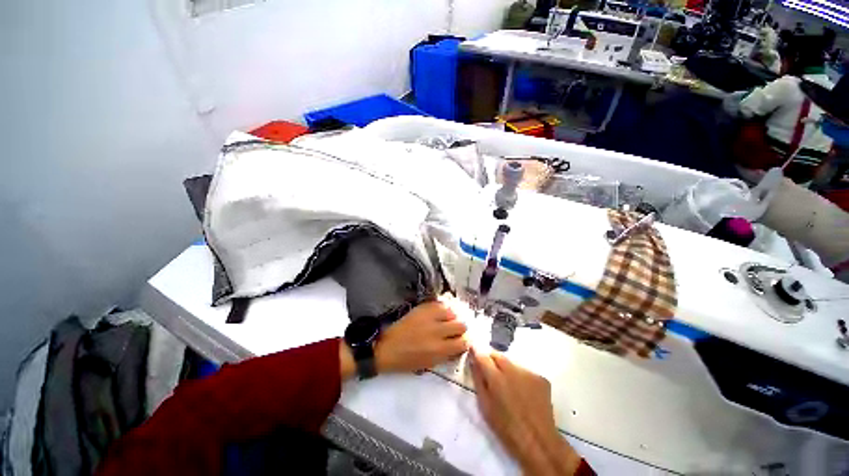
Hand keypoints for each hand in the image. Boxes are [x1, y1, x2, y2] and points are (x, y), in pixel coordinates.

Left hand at [375, 300, 468, 373]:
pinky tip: (438, 313)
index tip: (460, 341)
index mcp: (439, 350)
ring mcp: (429, 317)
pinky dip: (441, 308)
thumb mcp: (430, 364)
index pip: (464, 342)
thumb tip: (459, 345)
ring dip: (451, 317)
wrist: (387, 347)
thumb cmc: (407, 360)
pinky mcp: (422, 308)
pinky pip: (439, 304)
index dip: (464, 342)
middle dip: (460, 328)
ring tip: (445, 320)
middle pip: (461, 325)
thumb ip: (447, 354)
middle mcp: (437, 331)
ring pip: (452, 312)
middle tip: (453, 330)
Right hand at [470, 348, 582, 475]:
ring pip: (511, 363)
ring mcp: (528, 373)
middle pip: (497, 355)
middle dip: (491, 360)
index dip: (476, 351)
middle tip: (491, 373)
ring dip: (507, 369)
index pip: (482, 355)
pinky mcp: (541, 378)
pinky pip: (525, 372)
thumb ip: (478, 379)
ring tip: (509, 387)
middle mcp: (512, 370)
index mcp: (496, 378)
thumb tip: (473, 361)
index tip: (472, 349)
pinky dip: (521, 377)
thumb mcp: (485, 405)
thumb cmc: (506, 427)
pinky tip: (523, 392)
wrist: (538, 441)